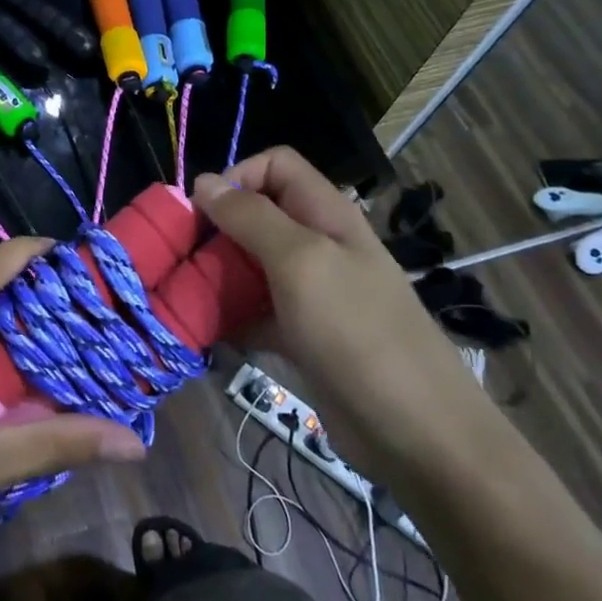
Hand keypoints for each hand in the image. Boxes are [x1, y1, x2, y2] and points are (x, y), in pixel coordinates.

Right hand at [191, 147, 489, 475]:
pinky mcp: (302, 336)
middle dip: (216, 230)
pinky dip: (229, 318)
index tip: (204, 212)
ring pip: (250, 265)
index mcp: (327, 215)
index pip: (276, 165)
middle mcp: (318, 246)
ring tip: (185, 295)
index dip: (237, 176)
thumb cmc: (357, 333)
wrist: (417, 434)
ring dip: (217, 275)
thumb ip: (251, 217)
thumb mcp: (301, 262)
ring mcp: (311, 293)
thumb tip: (204, 181)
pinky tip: (206, 333)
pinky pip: (254, 312)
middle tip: (184, 257)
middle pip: (257, 215)